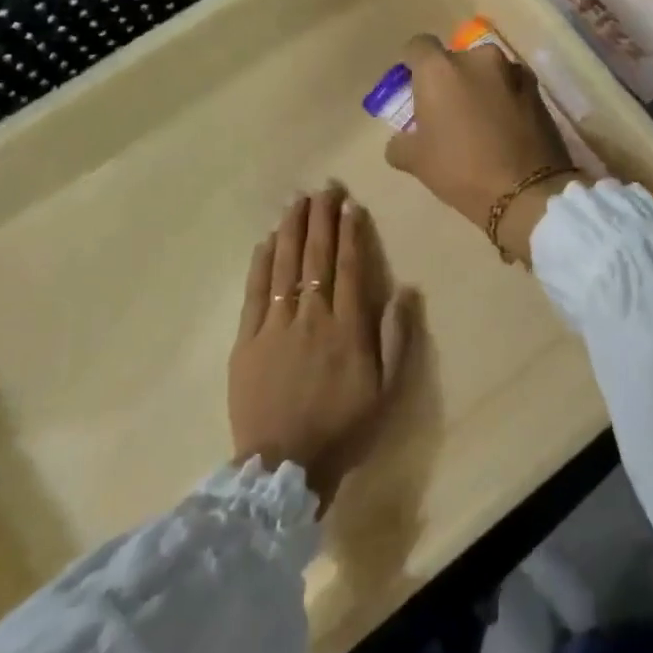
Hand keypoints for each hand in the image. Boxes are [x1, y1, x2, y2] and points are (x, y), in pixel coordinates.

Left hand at [229, 184, 411, 508]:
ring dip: (291, 229)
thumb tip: (405, 290)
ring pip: (284, 265)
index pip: (349, 267)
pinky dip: (261, 262)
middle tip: (323, 187)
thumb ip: (395, 338)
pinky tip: (267, 240)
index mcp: (347, 328)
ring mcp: (275, 325)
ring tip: (297, 200)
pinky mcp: (247, 339)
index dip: (350, 232)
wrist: (283, 466)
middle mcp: (311, 316)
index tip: (350, 203)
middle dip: (320, 218)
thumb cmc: (343, 429)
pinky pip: (255, 292)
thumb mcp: (386, 390)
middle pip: (315, 257)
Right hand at [384, 34, 576, 265]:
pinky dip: (505, 98)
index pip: (417, 46)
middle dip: (449, 79)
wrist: (527, 192)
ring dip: (480, 86)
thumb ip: (400, 144)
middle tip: (447, 110)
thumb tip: (400, 141)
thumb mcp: (416, 162)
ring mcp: (512, 71)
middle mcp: (477, 58)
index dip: (412, 63)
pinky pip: (511, 86)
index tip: (413, 84)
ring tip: (479, 119)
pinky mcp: (538, 90)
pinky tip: (505, 126)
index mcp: (440, 69)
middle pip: (455, 59)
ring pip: (487, 71)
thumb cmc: (461, 170)